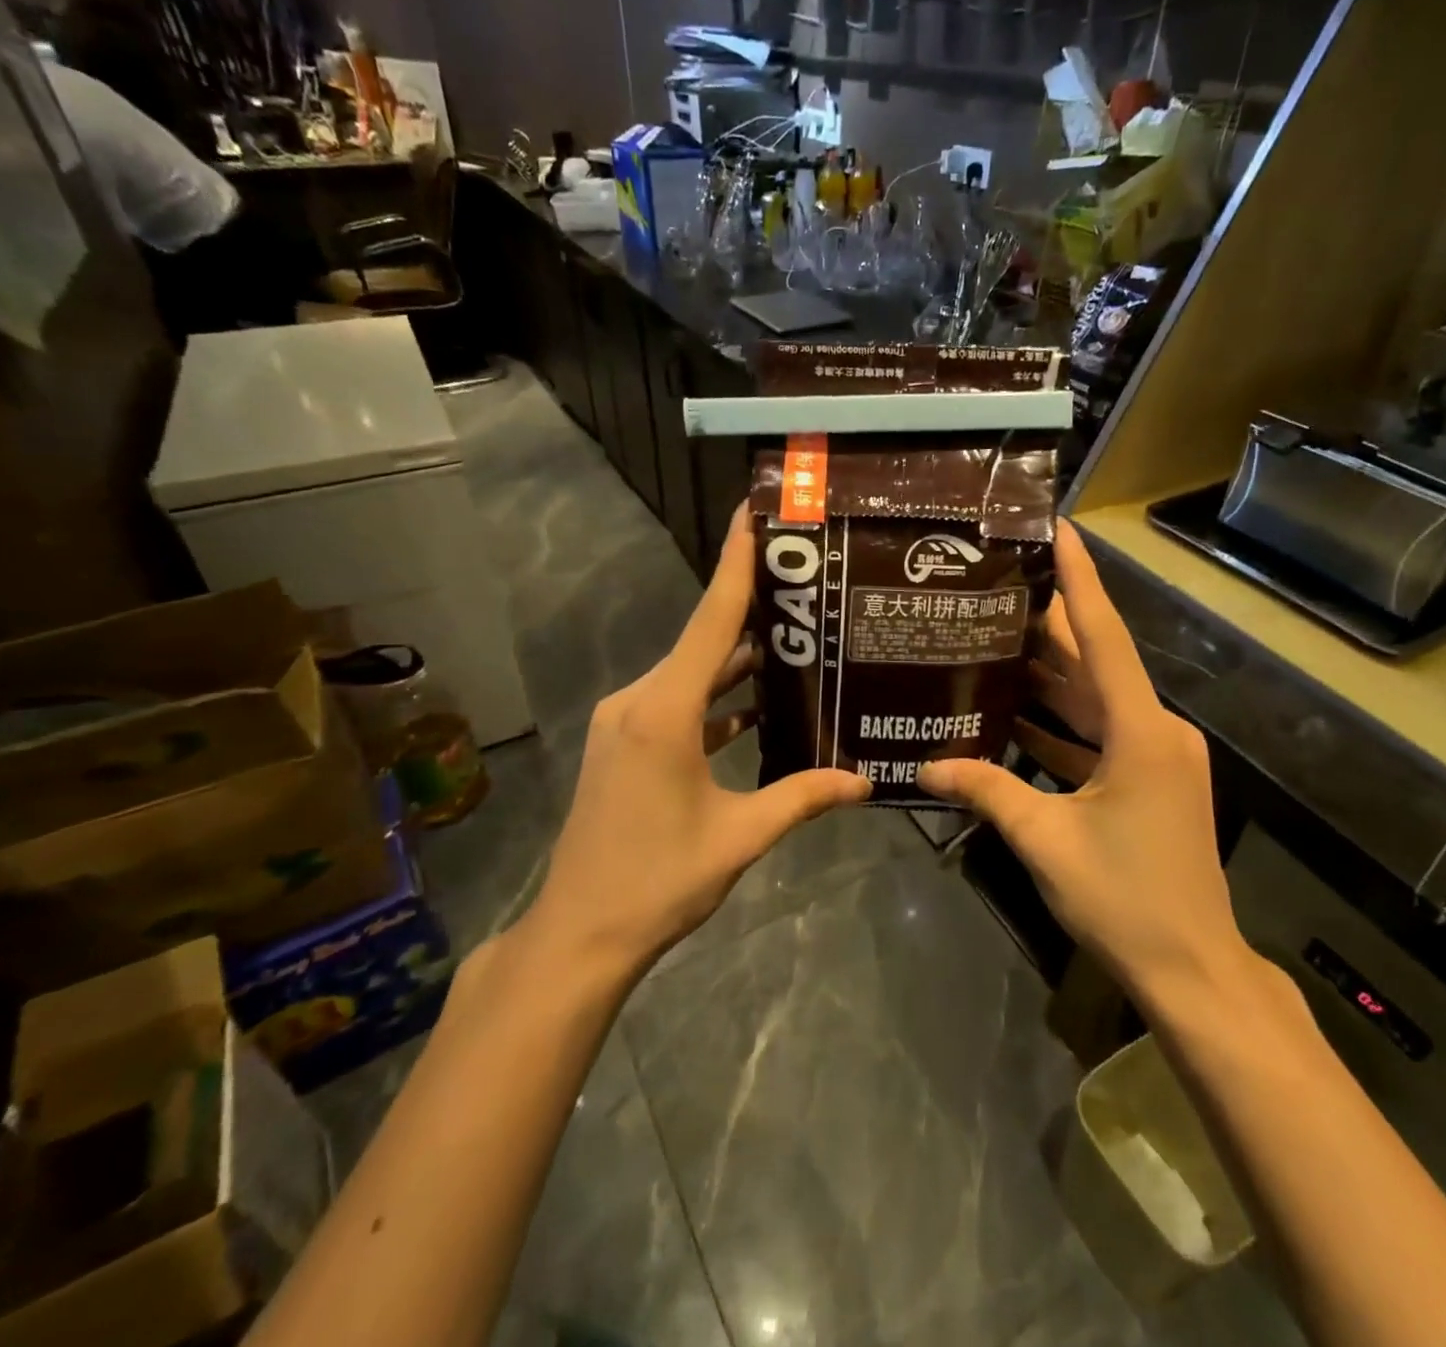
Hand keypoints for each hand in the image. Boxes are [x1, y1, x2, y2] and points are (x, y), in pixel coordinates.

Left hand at [521, 509, 869, 978]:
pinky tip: (756, 704)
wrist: (580, 932)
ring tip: (794, 640)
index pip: (711, 621)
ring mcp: (624, 722)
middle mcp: (638, 701)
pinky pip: (677, 703)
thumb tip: (865, 782)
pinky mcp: (622, 744)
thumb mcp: (740, 836)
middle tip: (805, 586)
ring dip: (735, 662)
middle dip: (751, 612)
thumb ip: (802, 797)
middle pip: (703, 641)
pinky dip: (714, 699)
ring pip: (691, 674)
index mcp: (664, 711)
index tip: (751, 513)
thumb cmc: (658, 881)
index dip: (735, 564)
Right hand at [917, 522, 1248, 997]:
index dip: (1081, 580)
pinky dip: (1060, 726)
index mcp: (1141, 732)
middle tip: (999, 587)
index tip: (1062, 530)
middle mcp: (1155, 731)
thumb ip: (987, 792)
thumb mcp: (1045, 839)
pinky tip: (1012, 716)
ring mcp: (1156, 758)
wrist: (1191, 969)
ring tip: (994, 640)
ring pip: (1095, 701)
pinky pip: (1098, 737)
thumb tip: (926, 769)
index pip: (1105, 638)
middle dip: (1050, 626)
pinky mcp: (1149, 782)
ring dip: (1051, 677)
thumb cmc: (1123, 898)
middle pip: (1096, 664)